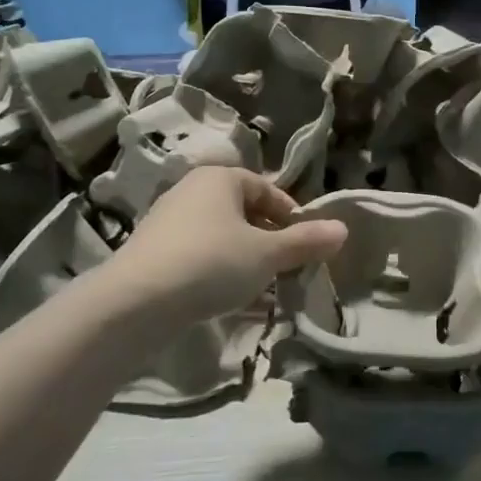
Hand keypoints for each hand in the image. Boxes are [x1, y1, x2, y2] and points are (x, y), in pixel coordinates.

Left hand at [110, 167, 346, 326]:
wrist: (136, 301)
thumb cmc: (212, 263)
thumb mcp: (267, 254)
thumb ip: (305, 241)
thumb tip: (343, 230)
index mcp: (220, 178)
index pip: (266, 189)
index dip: (290, 215)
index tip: (304, 244)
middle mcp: (191, 189)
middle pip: (242, 210)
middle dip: (267, 238)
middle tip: (284, 266)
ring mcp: (167, 219)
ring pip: (219, 233)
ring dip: (242, 256)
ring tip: (257, 285)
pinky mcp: (151, 250)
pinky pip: (196, 253)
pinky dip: (215, 268)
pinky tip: (223, 296)